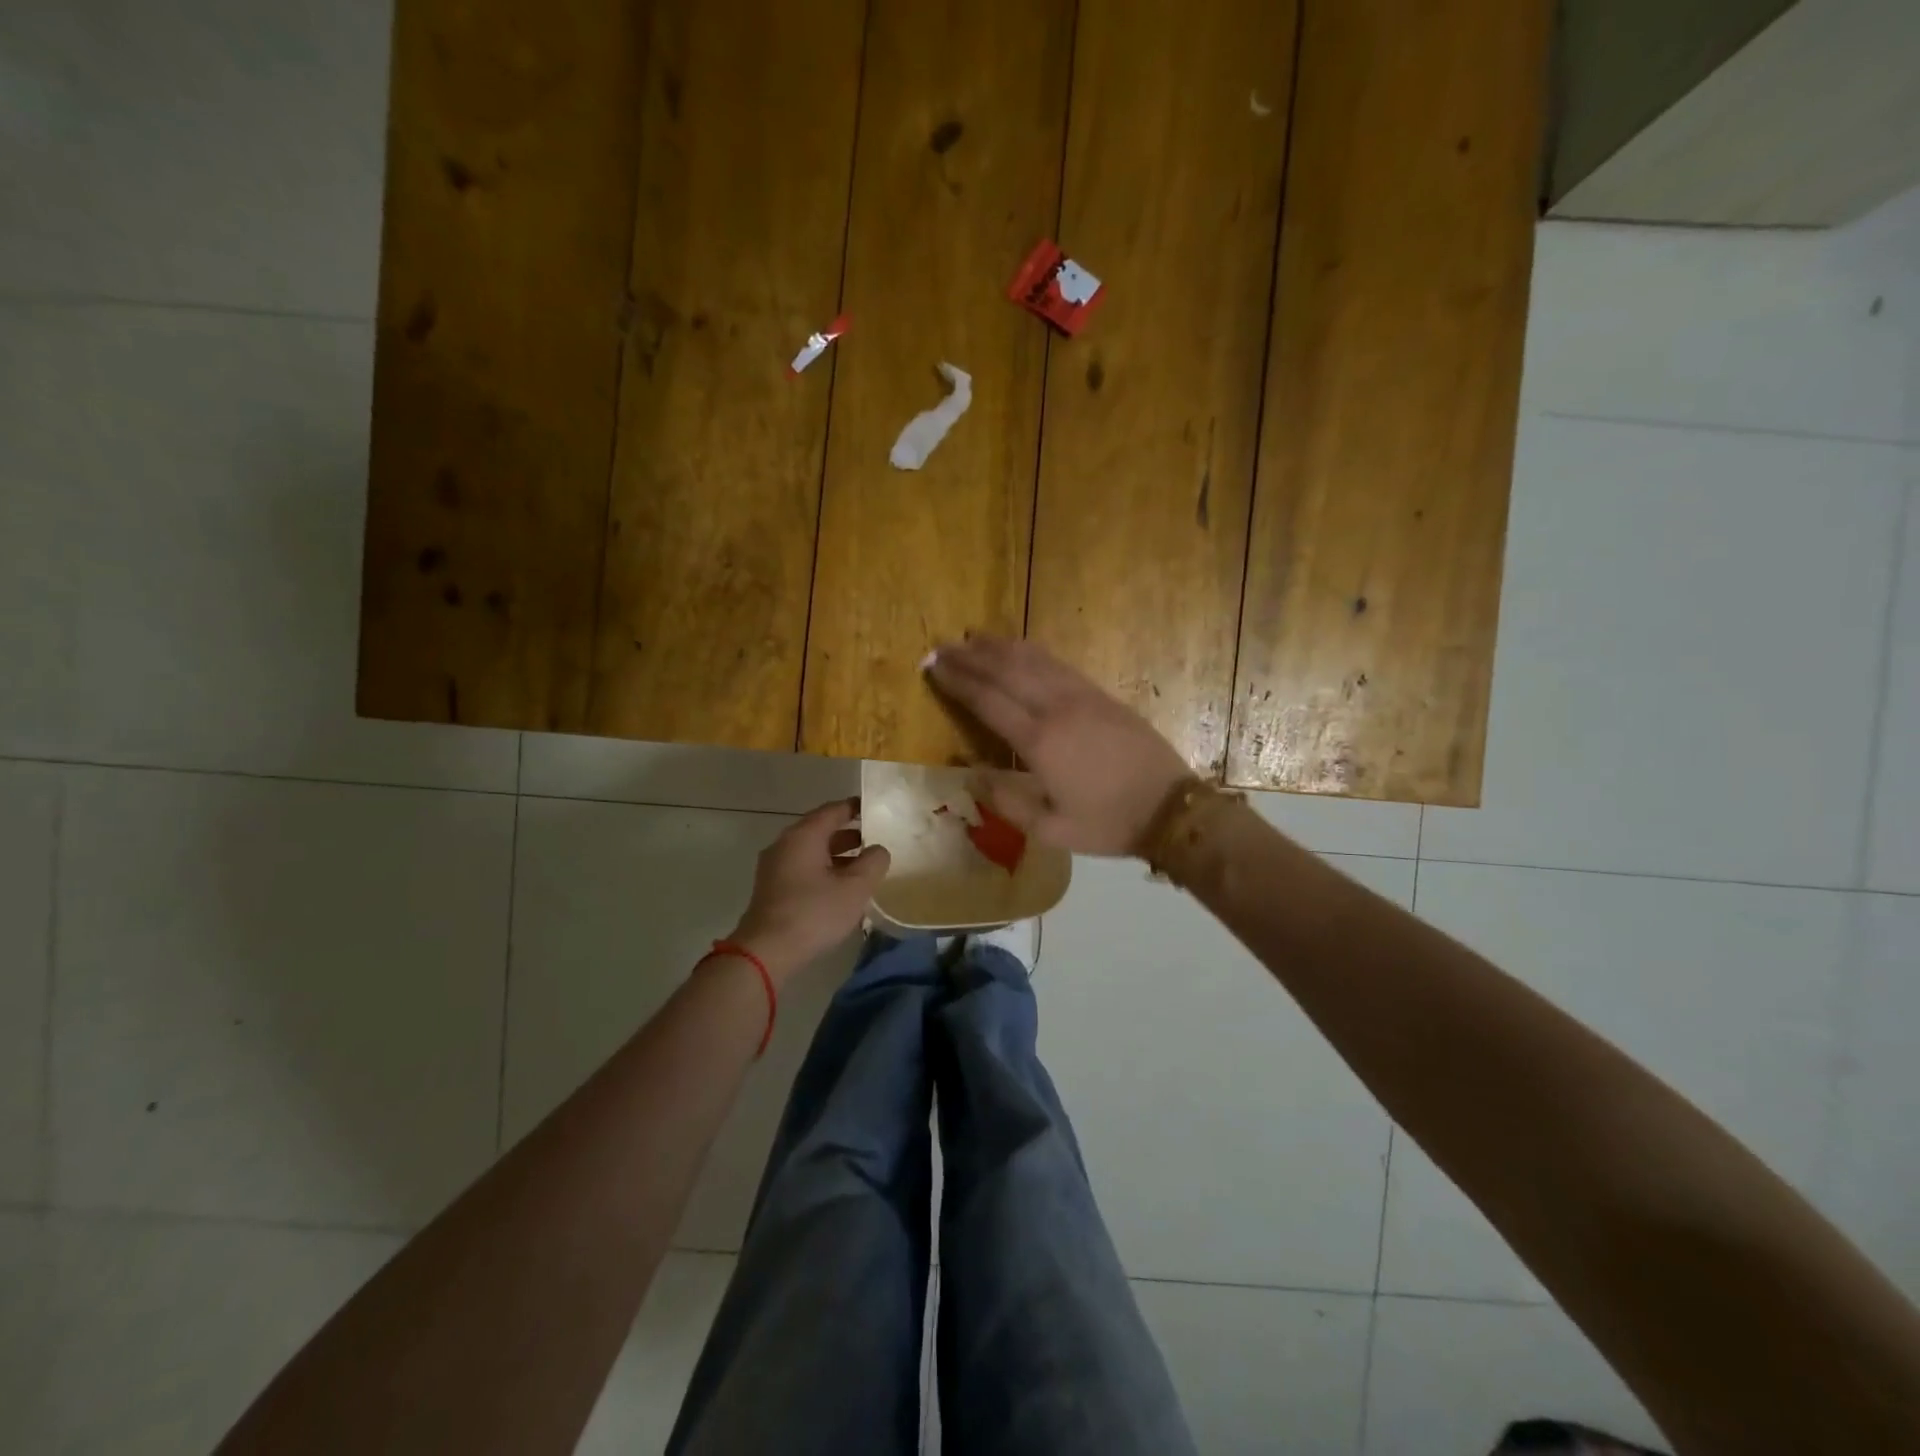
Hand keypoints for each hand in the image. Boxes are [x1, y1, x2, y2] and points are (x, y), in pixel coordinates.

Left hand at [726, 799, 889, 981]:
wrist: (766, 952)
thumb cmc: (814, 913)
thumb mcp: (855, 888)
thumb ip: (873, 863)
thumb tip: (878, 850)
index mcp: (803, 836)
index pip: (833, 810)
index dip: (856, 808)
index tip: (875, 810)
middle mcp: (785, 844)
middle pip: (821, 830)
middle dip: (849, 834)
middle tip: (875, 840)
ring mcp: (775, 867)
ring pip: (812, 851)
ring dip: (837, 855)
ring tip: (863, 867)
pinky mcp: (772, 889)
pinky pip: (803, 869)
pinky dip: (823, 870)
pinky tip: (840, 889)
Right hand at [926, 636, 1193, 856]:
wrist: (1170, 808)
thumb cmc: (1108, 823)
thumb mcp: (1051, 830)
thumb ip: (1007, 802)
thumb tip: (972, 775)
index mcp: (1041, 742)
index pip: (988, 701)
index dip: (958, 682)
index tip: (933, 667)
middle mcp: (1057, 709)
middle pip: (1006, 671)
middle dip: (970, 657)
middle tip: (942, 647)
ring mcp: (1081, 696)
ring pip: (1033, 660)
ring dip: (999, 647)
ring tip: (972, 637)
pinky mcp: (1100, 695)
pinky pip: (1059, 664)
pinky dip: (1033, 651)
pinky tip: (1020, 647)